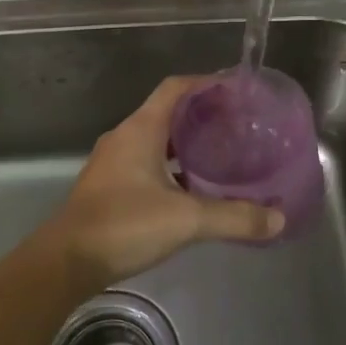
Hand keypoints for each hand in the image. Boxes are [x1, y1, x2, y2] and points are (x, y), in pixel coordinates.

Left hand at [40, 76, 283, 290]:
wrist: (66, 261)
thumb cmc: (124, 225)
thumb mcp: (186, 220)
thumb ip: (234, 217)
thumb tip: (278, 218)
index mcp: (141, 130)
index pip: (175, 88)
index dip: (205, 83)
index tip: (235, 89)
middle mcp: (125, 137)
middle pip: (167, 112)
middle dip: (201, 114)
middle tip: (236, 125)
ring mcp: (113, 162)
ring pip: (156, 140)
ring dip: (185, 143)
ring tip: (220, 154)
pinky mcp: (109, 186)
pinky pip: (145, 162)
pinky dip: (171, 166)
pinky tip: (191, 188)